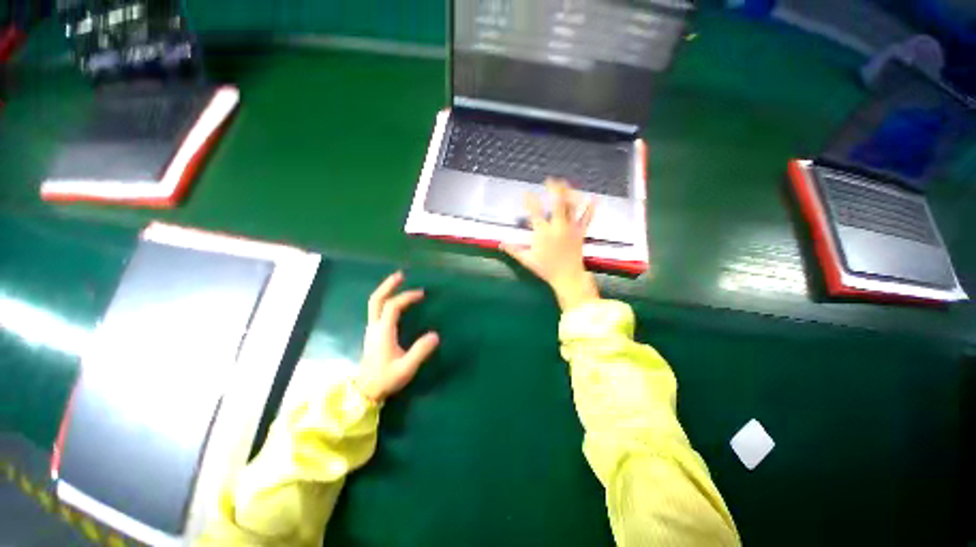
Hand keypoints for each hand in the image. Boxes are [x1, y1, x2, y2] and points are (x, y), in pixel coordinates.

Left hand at [356, 271, 439, 401]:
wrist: (365, 392)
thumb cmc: (385, 379)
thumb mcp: (406, 368)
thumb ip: (420, 351)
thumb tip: (435, 335)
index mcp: (383, 331)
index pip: (393, 306)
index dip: (407, 297)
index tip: (421, 294)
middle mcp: (375, 326)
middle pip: (377, 300)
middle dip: (388, 285)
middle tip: (401, 275)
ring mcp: (371, 329)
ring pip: (375, 304)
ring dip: (386, 291)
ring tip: (398, 284)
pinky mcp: (372, 333)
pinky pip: (377, 310)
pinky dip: (385, 300)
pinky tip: (394, 302)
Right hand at [501, 179, 600, 310]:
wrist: (568, 277)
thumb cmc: (547, 269)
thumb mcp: (527, 260)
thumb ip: (514, 250)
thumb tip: (501, 244)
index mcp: (543, 232)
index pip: (535, 212)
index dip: (530, 201)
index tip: (526, 193)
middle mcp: (557, 227)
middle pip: (557, 203)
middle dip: (554, 189)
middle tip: (551, 180)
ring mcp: (570, 229)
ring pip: (572, 207)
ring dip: (569, 194)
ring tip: (567, 184)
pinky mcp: (580, 233)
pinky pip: (586, 218)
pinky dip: (590, 208)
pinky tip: (594, 198)